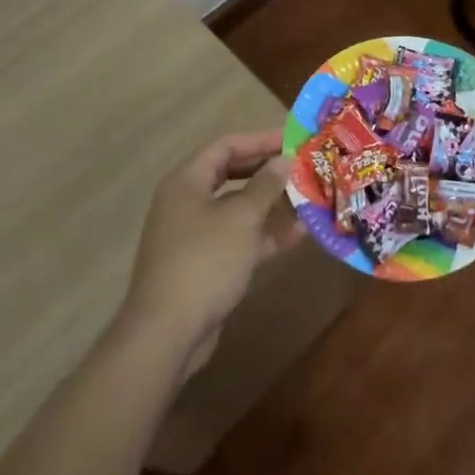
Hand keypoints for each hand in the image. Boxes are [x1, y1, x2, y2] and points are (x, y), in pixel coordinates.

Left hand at [120, 131, 300, 361]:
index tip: (293, 140)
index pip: (226, 146)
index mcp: (186, 182)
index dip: (260, 140)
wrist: (166, 334)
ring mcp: (195, 236)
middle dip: (268, 171)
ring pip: (238, 209)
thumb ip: (265, 185)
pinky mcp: (205, 265)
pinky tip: (299, 235)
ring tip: (308, 197)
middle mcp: (187, 202)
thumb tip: (283, 160)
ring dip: (272, 204)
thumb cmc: (204, 262)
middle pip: (232, 175)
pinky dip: (265, 235)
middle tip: (302, 166)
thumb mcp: (241, 218)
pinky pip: (239, 238)